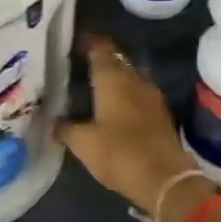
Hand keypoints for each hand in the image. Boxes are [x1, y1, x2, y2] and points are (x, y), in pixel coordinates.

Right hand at [56, 34, 206, 221]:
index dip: (87, 41)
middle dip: (100, 58)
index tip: (72, 41)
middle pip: (116, 59)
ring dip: (115, 77)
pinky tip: (114, 106)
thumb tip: (54, 122)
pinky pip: (139, 93)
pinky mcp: (161, 114)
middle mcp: (134, 80)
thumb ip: (66, 128)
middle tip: (78, 64)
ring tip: (95, 85)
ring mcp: (152, 96)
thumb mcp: (83, 144)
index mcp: (113, 79)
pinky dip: (126, 94)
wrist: (166, 180)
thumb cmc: (120, 154)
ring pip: (130, 76)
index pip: (100, 47)